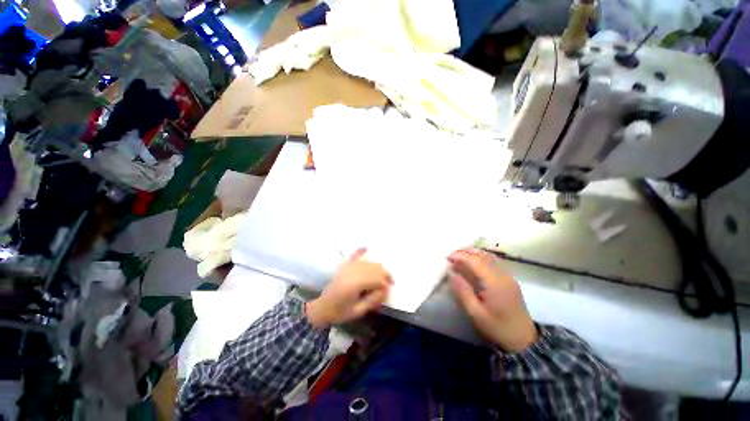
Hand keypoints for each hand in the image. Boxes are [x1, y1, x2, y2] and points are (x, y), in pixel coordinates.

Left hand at [306, 248, 392, 327]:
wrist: (322, 307)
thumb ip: (373, 300)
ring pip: (368, 262)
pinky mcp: (344, 266)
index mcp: (355, 284)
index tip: (389, 290)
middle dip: (384, 274)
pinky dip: (360, 251)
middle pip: (374, 268)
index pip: (377, 279)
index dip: (385, 284)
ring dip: (377, 267)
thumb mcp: (358, 311)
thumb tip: (385, 290)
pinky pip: (354, 255)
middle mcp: (353, 272)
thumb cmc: (340, 312)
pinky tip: (366, 247)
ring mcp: (348, 267)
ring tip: (383, 275)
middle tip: (390, 282)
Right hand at [448, 248, 537, 351]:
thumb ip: (462, 291)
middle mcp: (503, 275)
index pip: (475, 261)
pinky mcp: (510, 279)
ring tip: (460, 255)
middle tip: (452, 254)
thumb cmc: (497, 326)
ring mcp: (508, 276)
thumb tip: (452, 272)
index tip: (448, 257)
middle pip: (483, 255)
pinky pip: (495, 261)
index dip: (461, 256)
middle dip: (466, 252)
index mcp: (494, 283)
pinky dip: (482, 257)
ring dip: (474, 253)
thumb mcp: (475, 313)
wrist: (523, 339)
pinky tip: (474, 261)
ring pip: (490, 256)